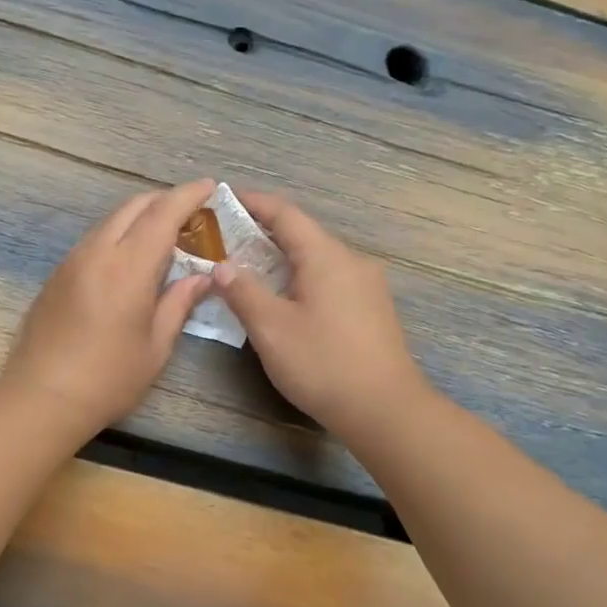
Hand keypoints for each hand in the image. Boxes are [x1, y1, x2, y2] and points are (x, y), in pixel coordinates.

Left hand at [1, 179, 217, 433]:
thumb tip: (201, 277)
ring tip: (164, 233)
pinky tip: (129, 258)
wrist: (42, 397)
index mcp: (128, 267)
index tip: (209, 186)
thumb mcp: (156, 346)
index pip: (163, 214)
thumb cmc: (108, 378)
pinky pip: (94, 240)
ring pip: (110, 221)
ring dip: (139, 217)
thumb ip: (178, 303)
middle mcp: (97, 252)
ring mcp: (72, 261)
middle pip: (133, 207)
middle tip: (191, 211)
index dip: (188, 196)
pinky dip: (118, 235)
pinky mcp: (57, 275)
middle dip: (164, 200)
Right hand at [214, 192, 425, 438]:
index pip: (285, 214)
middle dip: (264, 233)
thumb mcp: (271, 328)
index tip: (224, 198)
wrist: (384, 409)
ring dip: (283, 259)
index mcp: (325, 256)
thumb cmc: (323, 363)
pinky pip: (331, 279)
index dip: (253, 203)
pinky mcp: (373, 308)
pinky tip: (287, 299)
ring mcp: (367, 284)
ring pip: (318, 259)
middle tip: (227, 240)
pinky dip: (302, 278)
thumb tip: (221, 266)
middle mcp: (351, 260)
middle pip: (303, 234)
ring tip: (250, 270)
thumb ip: (242, 291)